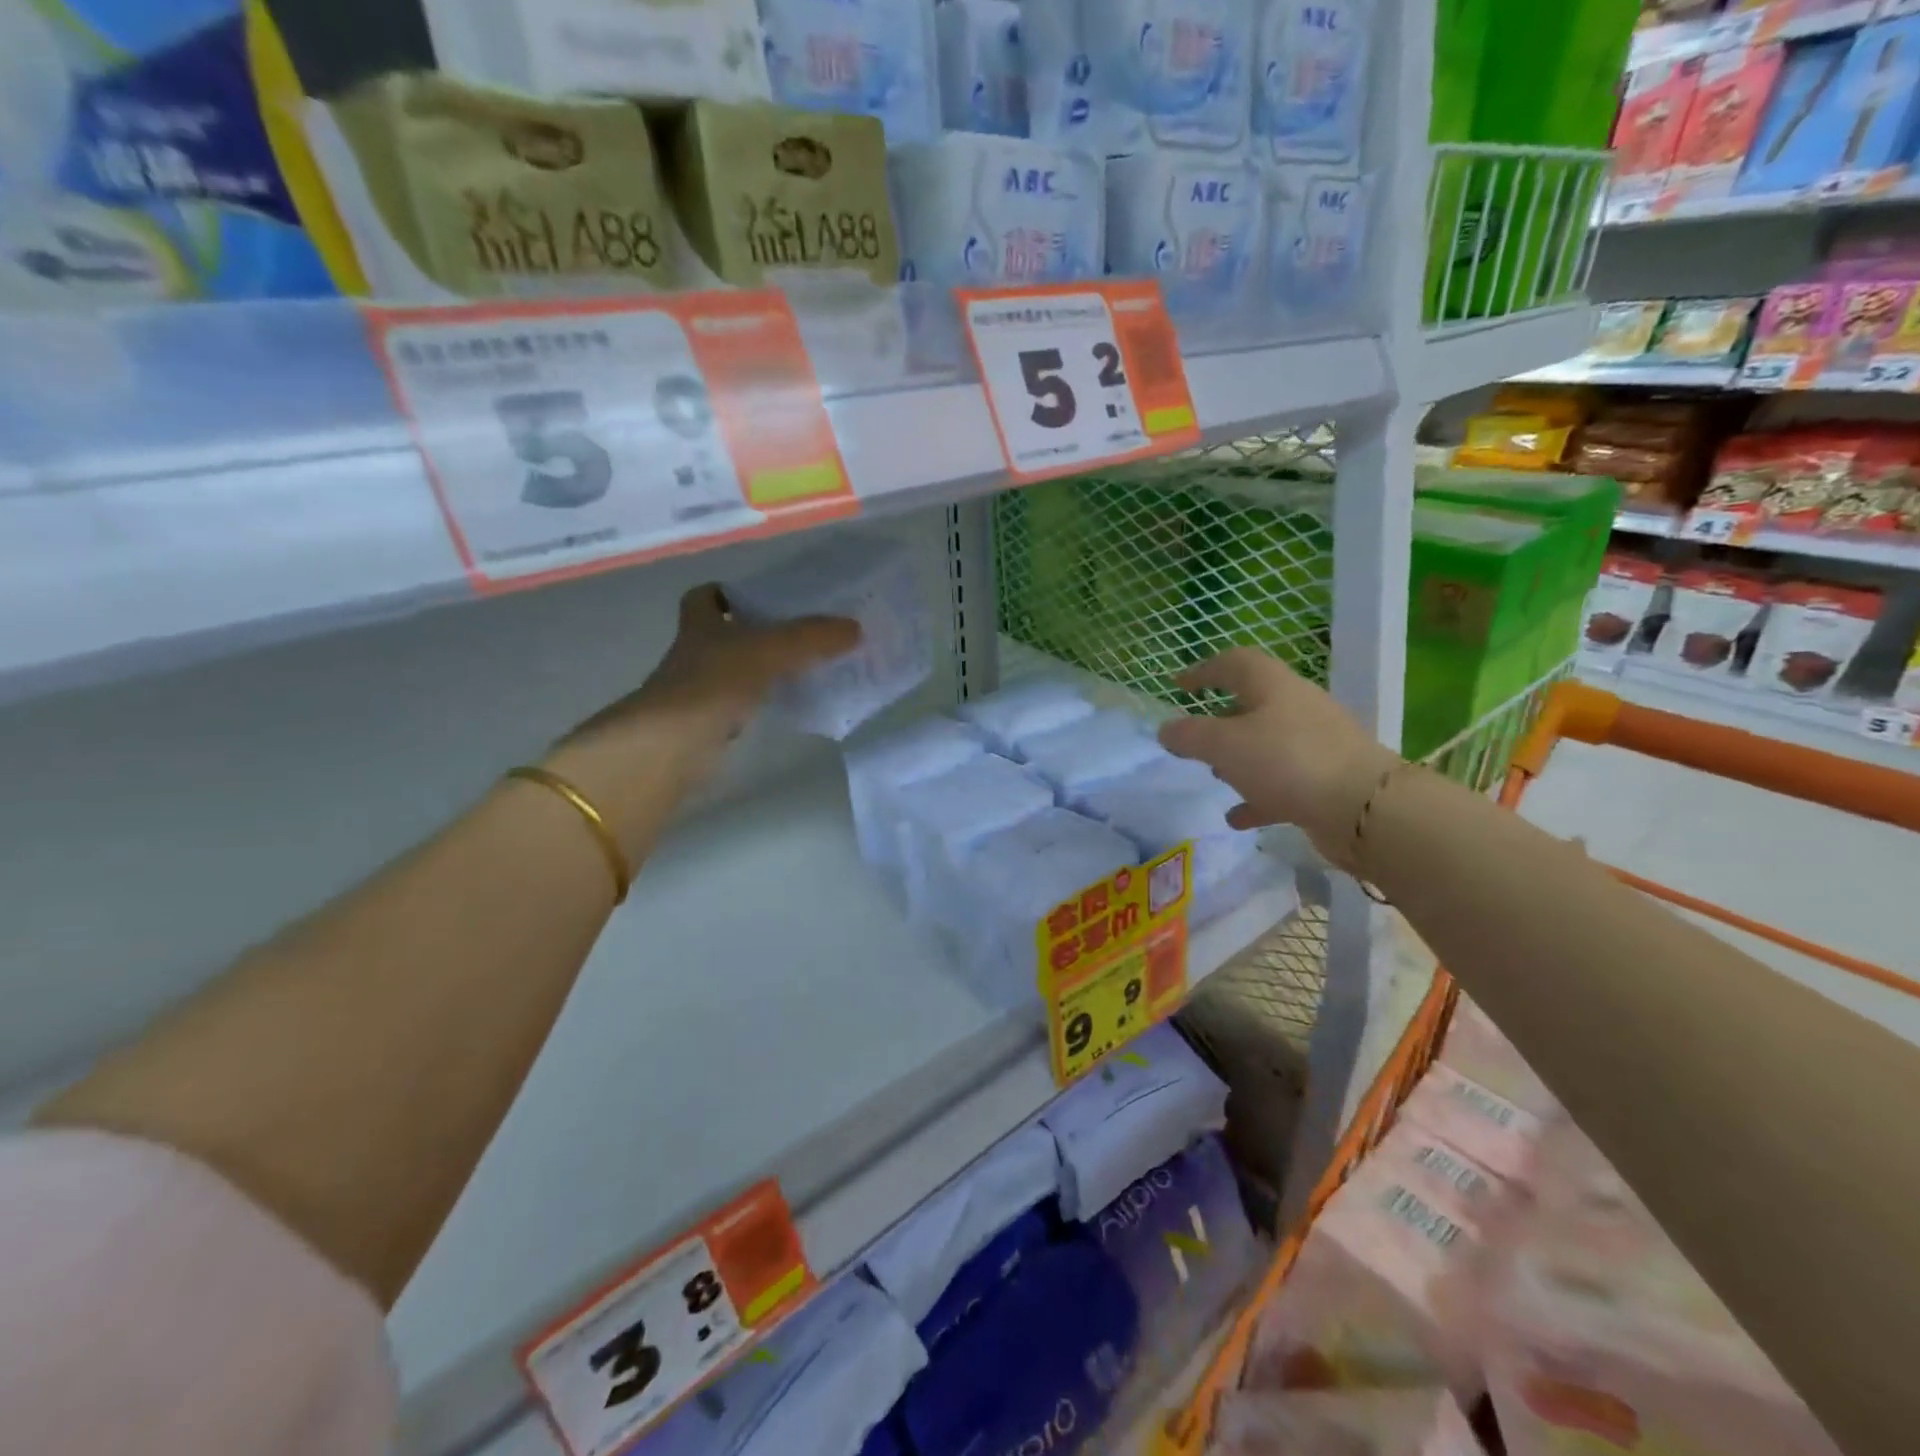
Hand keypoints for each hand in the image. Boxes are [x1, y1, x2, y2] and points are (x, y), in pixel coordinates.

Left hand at [549, 585, 860, 824]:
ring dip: (761, 669)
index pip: (704, 597)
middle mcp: (695, 653)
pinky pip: (739, 705)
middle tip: (800, 633)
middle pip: (723, 634)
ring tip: (806, 667)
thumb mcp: (769, 650)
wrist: (672, 746)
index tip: (760, 598)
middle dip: (755, 632)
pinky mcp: (707, 724)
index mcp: (700, 625)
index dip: (727, 593)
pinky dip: (760, 703)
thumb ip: (811, 637)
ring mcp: (698, 691)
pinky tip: (788, 705)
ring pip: (733, 671)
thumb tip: (856, 628)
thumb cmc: (714, 683)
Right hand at [1156, 648, 1398, 868]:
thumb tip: (1166, 729)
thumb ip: (1189, 735)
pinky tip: (1237, 817)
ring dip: (1239, 758)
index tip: (1177, 686)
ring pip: (1268, 743)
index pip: (1234, 663)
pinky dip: (1258, 794)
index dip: (1203, 670)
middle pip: (1253, 703)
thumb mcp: (1224, 745)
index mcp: (1273, 685)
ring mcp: (1317, 743)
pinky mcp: (1327, 778)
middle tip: (1195, 739)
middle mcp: (1297, 706)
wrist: (1364, 808)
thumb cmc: (1286, 761)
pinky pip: (1283, 781)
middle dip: (1220, 720)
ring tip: (1216, 776)